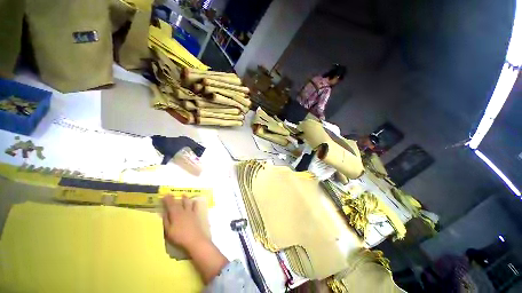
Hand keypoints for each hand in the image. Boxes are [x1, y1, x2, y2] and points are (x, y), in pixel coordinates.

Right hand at [162, 195, 207, 249]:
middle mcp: (184, 211)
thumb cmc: (179, 237)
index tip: (165, 195)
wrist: (194, 239)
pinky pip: (196, 207)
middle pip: (179, 203)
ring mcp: (191, 212)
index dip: (167, 200)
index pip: (171, 205)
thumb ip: (166, 221)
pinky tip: (195, 201)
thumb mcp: (168, 231)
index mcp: (175, 214)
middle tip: (171, 194)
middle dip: (174, 198)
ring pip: (188, 203)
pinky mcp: (196, 215)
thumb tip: (164, 213)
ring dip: (185, 198)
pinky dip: (195, 203)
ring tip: (184, 195)